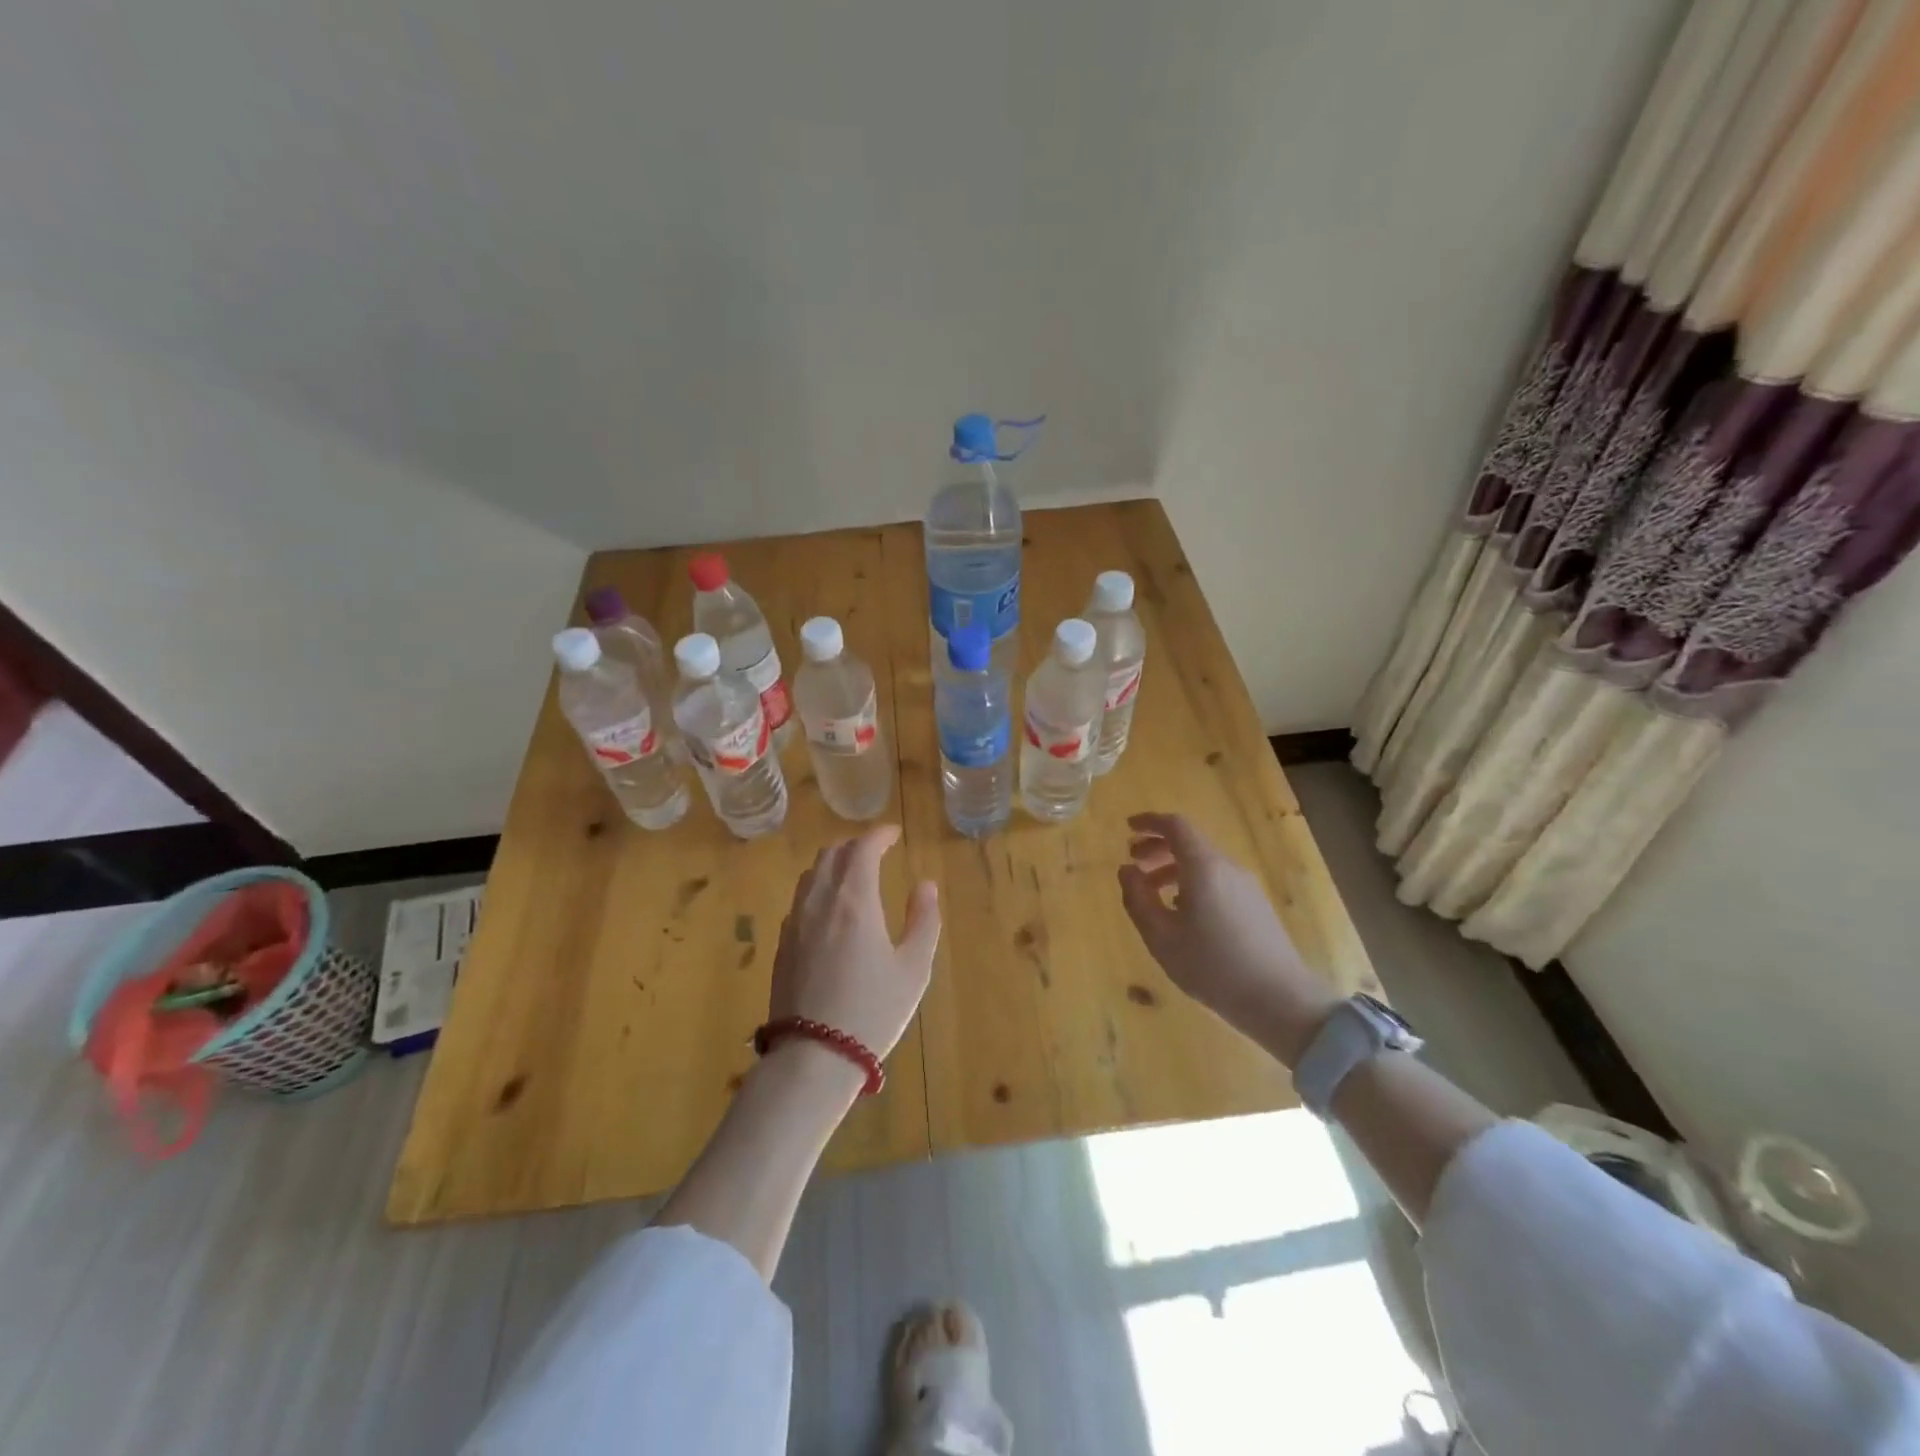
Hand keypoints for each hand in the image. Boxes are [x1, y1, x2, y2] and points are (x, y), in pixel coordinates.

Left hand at [769, 826, 941, 1064]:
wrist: (813, 1056)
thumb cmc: (872, 1010)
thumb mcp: (913, 968)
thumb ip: (923, 920)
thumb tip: (924, 885)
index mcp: (854, 900)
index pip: (862, 848)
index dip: (879, 835)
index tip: (894, 834)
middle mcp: (820, 901)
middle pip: (832, 854)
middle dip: (855, 846)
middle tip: (876, 853)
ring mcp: (795, 922)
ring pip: (812, 874)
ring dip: (834, 864)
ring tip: (853, 876)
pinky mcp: (782, 944)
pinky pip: (800, 899)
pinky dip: (819, 888)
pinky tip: (830, 910)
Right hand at [1117, 812, 1338, 1065]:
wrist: (1280, 1001)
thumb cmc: (1212, 967)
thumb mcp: (1161, 937)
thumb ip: (1137, 898)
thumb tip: (1127, 870)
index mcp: (1203, 867)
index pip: (1176, 826)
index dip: (1149, 822)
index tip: (1128, 828)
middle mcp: (1227, 868)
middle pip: (1190, 843)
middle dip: (1157, 847)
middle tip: (1133, 864)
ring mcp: (1246, 886)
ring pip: (1204, 864)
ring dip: (1173, 869)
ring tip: (1152, 894)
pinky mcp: (1256, 906)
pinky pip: (1217, 880)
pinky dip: (1192, 883)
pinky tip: (1183, 914)